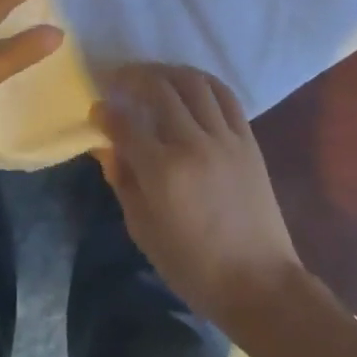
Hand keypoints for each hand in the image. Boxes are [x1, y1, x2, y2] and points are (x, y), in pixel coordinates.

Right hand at [92, 64, 305, 331]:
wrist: (260, 284)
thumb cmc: (194, 267)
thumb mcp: (144, 231)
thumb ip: (123, 182)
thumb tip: (108, 147)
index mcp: (163, 172)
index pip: (124, 124)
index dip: (104, 112)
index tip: (96, 109)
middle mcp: (193, 145)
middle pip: (158, 89)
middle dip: (132, 77)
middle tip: (118, 80)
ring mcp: (224, 139)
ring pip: (192, 83)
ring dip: (166, 71)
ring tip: (151, 75)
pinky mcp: (248, 141)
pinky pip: (225, 95)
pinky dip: (203, 81)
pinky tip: (188, 83)